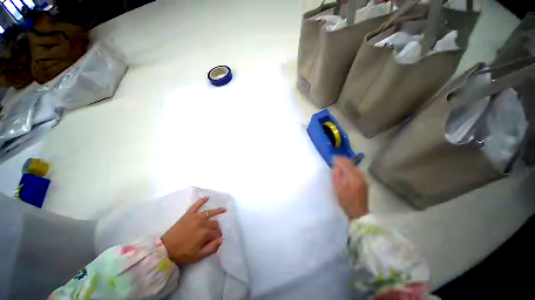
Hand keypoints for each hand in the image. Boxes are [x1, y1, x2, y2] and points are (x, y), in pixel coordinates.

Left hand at [161, 197, 225, 264]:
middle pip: (215, 223)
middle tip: (215, 232)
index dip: (218, 237)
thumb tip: (221, 239)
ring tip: (224, 209)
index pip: (217, 233)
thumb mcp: (198, 256)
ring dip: (218, 210)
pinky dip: (202, 200)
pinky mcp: (188, 214)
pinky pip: (196, 205)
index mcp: (205, 233)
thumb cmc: (182, 254)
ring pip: (210, 212)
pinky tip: (207, 197)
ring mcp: (195, 217)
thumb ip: (211, 248)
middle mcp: (203, 223)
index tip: (217, 240)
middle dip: (217, 228)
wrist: (165, 249)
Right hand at [333, 156, 368, 218]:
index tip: (332, 157)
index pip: (345, 164)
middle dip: (343, 160)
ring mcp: (364, 179)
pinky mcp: (365, 182)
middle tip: (335, 159)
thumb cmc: (346, 202)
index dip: (339, 160)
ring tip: (339, 163)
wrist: (359, 213)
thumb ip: (337, 177)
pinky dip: (351, 168)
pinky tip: (347, 169)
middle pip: (351, 164)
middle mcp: (360, 176)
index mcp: (353, 178)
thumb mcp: (338, 190)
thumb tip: (336, 167)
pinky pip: (357, 171)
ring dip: (347, 163)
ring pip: (354, 167)